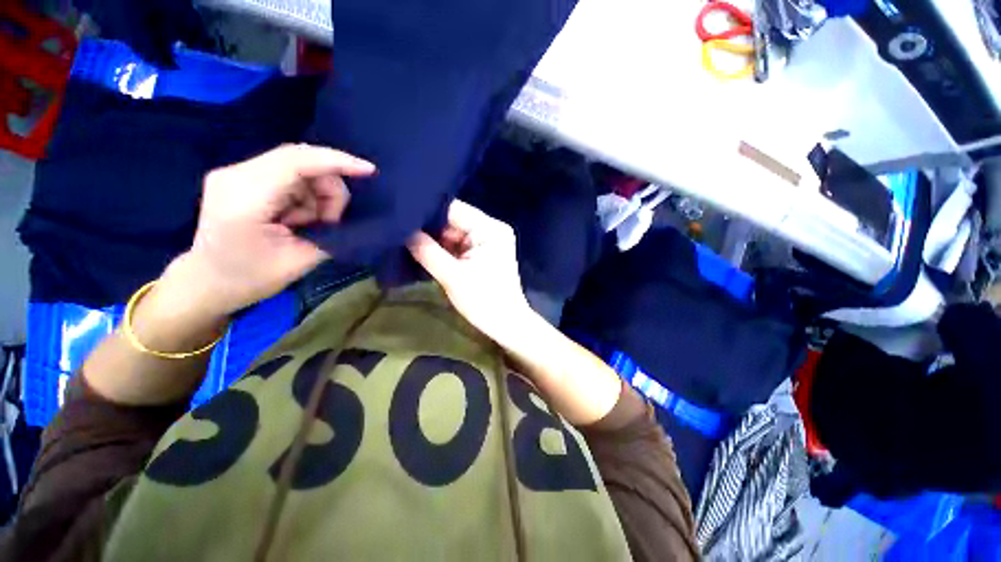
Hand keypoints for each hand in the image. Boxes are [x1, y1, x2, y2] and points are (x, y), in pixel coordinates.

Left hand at [176, 144, 374, 316]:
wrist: (207, 282)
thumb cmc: (251, 278)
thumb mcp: (301, 261)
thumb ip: (329, 232)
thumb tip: (346, 213)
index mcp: (245, 198)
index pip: (295, 162)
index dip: (336, 161)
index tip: (369, 170)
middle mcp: (235, 175)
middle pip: (300, 160)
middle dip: (329, 188)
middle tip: (331, 221)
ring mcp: (235, 172)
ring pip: (298, 167)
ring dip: (318, 194)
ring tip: (311, 223)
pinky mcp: (241, 176)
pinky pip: (288, 174)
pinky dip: (305, 194)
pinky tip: (298, 216)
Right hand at [408, 200, 531, 343]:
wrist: (506, 325)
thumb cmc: (484, 301)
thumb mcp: (452, 276)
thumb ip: (426, 251)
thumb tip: (401, 230)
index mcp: (490, 228)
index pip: (453, 209)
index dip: (426, 213)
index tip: (399, 217)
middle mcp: (490, 228)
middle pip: (452, 221)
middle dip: (428, 229)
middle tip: (398, 232)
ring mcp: (487, 240)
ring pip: (452, 233)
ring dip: (433, 241)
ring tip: (404, 242)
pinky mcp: (482, 252)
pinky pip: (457, 245)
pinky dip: (442, 250)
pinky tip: (422, 251)